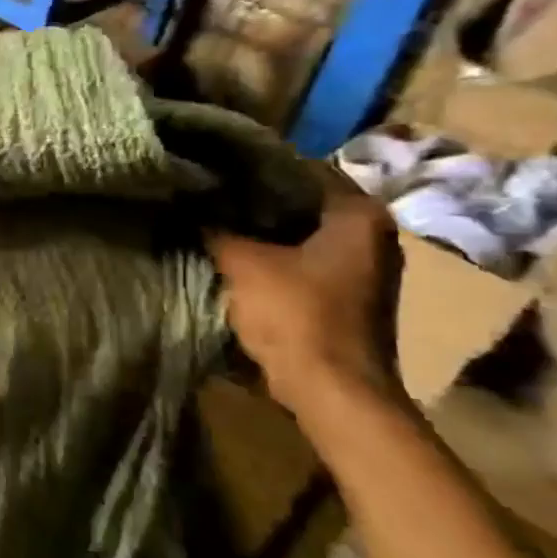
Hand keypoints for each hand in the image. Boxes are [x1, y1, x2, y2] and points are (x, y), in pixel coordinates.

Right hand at [205, 167, 404, 414]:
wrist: (332, 392)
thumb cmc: (296, 315)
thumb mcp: (241, 263)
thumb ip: (212, 228)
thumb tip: (185, 204)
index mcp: (359, 214)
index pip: (298, 168)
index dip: (250, 167)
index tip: (210, 166)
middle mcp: (372, 234)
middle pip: (299, 201)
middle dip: (252, 198)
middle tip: (204, 190)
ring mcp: (362, 267)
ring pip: (298, 231)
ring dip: (258, 228)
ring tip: (209, 216)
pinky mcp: (344, 294)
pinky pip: (300, 258)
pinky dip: (270, 253)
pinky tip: (230, 250)